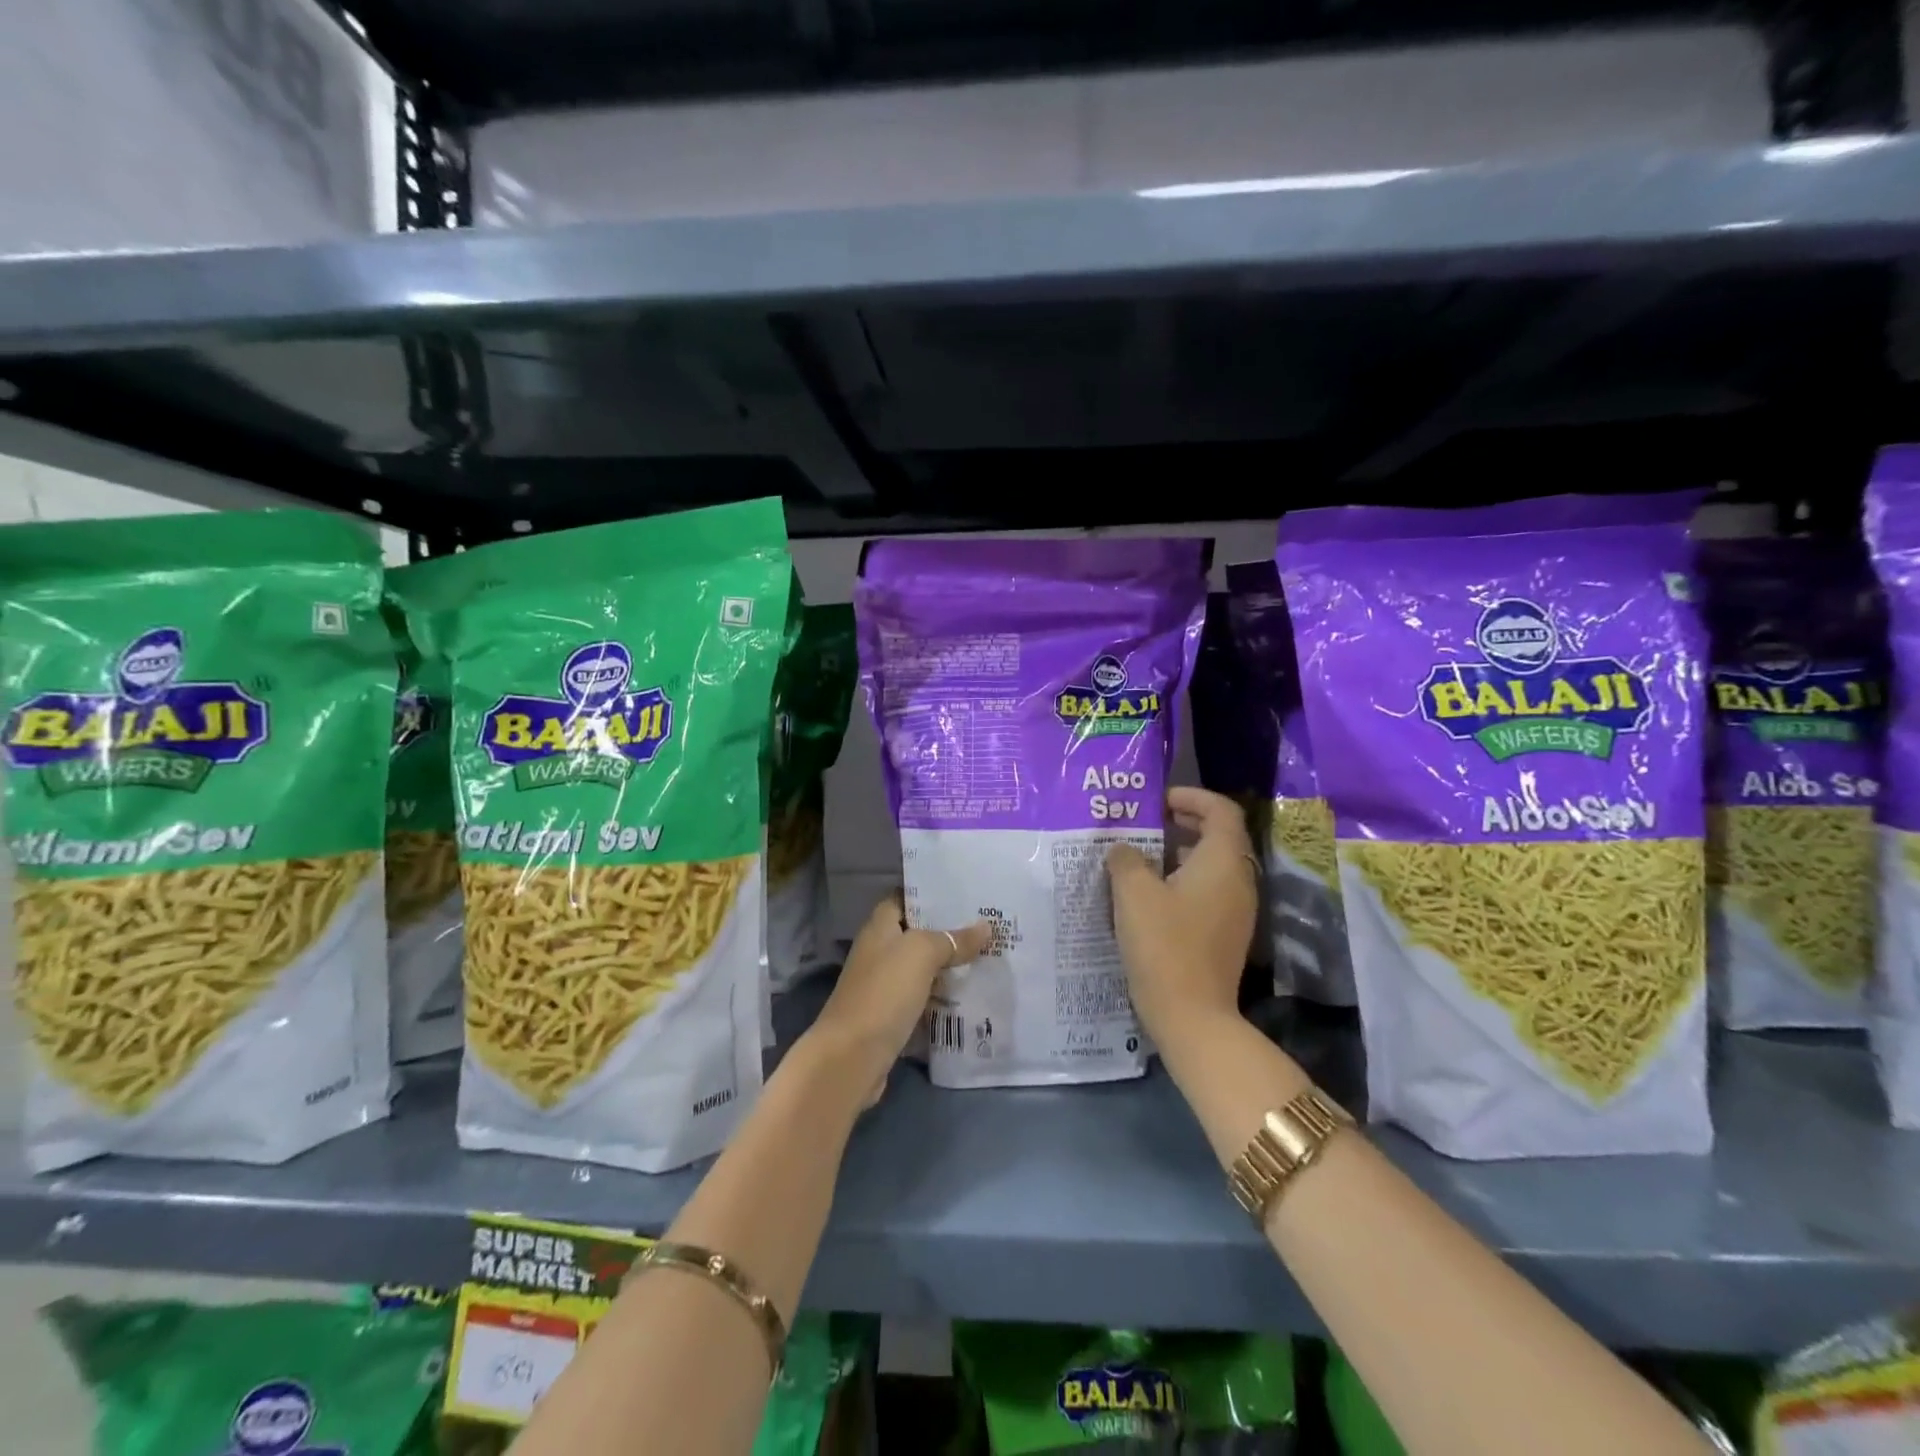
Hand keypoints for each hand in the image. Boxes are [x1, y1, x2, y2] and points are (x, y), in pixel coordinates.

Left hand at [807, 893, 991, 1105]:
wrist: (852, 1057)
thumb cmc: (884, 992)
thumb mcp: (921, 954)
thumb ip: (952, 939)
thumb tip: (985, 927)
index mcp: (879, 928)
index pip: (903, 898)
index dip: (930, 893)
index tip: (965, 892)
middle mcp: (879, 952)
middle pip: (916, 934)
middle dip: (949, 931)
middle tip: (988, 926)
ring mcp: (884, 986)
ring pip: (922, 969)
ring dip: (949, 966)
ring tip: (989, 957)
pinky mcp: (891, 1017)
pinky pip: (923, 999)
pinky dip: (943, 998)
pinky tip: (971, 997)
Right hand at [1106, 787, 1258, 1046]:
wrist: (1191, 1016)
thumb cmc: (1163, 944)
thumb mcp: (1133, 893)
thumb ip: (1126, 859)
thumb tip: (1124, 849)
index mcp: (1223, 861)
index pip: (1221, 810)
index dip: (1192, 796)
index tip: (1159, 801)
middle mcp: (1238, 880)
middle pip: (1219, 836)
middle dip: (1184, 823)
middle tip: (1147, 823)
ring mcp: (1236, 910)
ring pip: (1212, 866)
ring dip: (1181, 853)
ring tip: (1140, 857)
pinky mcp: (1225, 934)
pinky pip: (1208, 892)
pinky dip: (1183, 880)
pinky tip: (1149, 895)